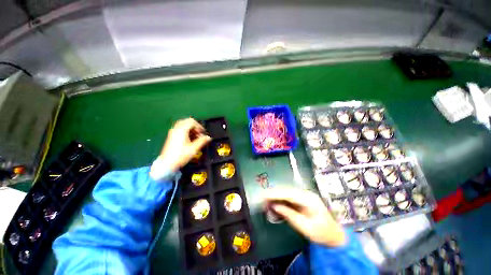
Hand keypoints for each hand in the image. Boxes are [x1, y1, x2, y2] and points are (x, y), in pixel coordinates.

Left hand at [157, 118, 211, 171]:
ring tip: (195, 137)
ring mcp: (172, 132)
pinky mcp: (171, 136)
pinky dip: (186, 131)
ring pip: (183, 125)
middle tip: (199, 134)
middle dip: (195, 126)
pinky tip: (189, 138)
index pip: (192, 121)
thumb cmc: (181, 155)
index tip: (203, 133)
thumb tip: (209, 137)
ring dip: (191, 128)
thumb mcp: (194, 148)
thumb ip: (202, 141)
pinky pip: (180, 129)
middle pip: (187, 121)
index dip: (199, 126)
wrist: (167, 163)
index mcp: (181, 130)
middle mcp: (176, 129)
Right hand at [263, 188, 345, 246]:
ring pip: (287, 192)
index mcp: (308, 199)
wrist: (335, 235)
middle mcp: (306, 194)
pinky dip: (281, 199)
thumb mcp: (305, 227)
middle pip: (286, 191)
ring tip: (266, 200)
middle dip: (274, 194)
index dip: (275, 194)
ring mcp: (305, 195)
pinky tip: (275, 202)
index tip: (264, 195)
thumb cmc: (321, 233)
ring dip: (276, 196)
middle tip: (262, 199)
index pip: (288, 194)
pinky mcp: (303, 199)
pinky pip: (289, 197)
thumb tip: (275, 206)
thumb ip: (289, 214)